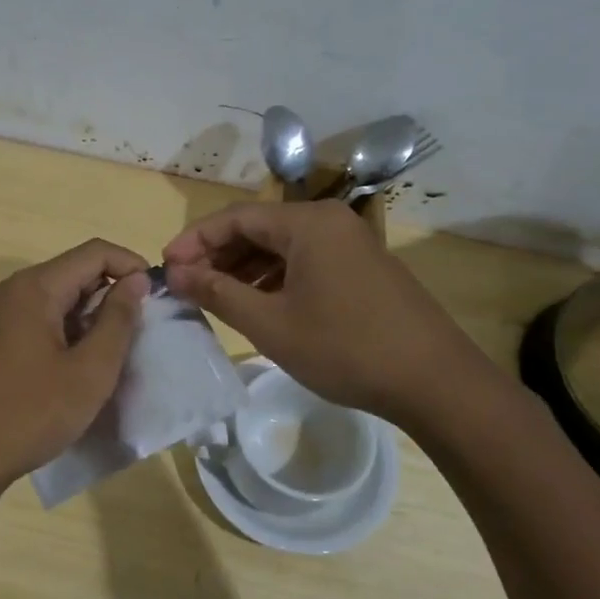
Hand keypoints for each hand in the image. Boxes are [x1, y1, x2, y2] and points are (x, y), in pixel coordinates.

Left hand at [0, 240, 150, 503]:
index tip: (156, 298)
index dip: (131, 266)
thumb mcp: (90, 371)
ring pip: (53, 298)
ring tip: (108, 355)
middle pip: (72, 272)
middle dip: (110, 294)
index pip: (94, 252)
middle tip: (136, 334)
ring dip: (86, 316)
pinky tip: (71, 366)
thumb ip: (118, 320)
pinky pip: (33, 319)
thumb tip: (135, 280)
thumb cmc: (30, 414)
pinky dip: (61, 331)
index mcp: (33, 287)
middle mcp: (8, 290)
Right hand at [163, 201, 489, 424]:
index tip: (166, 266)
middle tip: (186, 284)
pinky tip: (257, 304)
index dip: (195, 239)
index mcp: (307, 223)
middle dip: (218, 254)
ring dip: (244, 268)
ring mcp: (350, 243)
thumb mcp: (270, 324)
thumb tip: (176, 273)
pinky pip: (306, 261)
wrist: (433, 381)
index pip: (235, 217)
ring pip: (282, 246)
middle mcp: (329, 221)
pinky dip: (275, 278)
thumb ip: (218, 292)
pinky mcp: (362, 268)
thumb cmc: (344, 348)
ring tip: (214, 296)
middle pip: (259, 228)